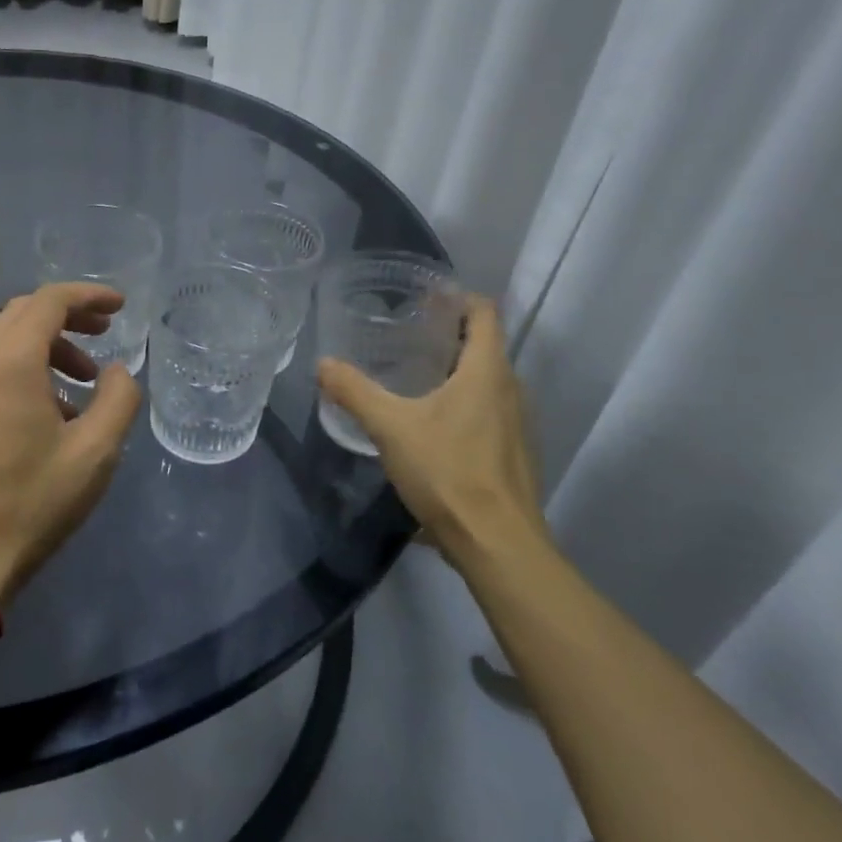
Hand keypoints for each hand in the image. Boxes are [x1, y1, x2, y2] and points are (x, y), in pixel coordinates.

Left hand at [0, 283, 142, 606]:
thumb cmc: (34, 501)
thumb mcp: (96, 451)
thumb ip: (119, 398)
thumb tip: (116, 371)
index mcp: (10, 362)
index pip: (50, 301)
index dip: (89, 296)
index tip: (121, 307)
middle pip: (26, 311)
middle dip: (70, 314)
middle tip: (107, 332)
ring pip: (8, 336)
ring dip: (50, 342)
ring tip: (86, 379)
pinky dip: (28, 364)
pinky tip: (54, 405)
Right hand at [316, 293, 550, 568]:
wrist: (498, 544)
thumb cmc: (448, 472)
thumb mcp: (391, 428)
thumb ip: (355, 392)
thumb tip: (323, 364)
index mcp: (487, 371)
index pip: (484, 313)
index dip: (458, 298)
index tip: (425, 297)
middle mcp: (511, 389)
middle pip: (486, 345)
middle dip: (450, 334)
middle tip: (407, 333)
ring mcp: (518, 424)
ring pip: (488, 381)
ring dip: (458, 370)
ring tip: (416, 375)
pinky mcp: (515, 453)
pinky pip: (491, 410)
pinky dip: (465, 402)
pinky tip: (433, 423)